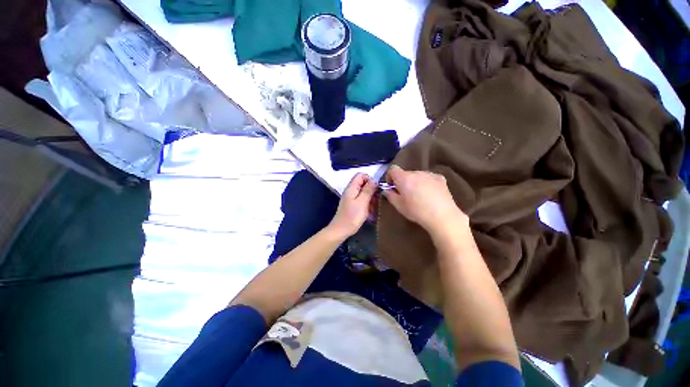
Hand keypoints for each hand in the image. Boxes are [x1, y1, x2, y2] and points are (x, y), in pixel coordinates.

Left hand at [327, 173, 376, 238]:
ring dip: (371, 198)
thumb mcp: (362, 202)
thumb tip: (374, 180)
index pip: (361, 175)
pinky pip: (362, 200)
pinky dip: (367, 204)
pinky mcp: (353, 205)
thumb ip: (368, 190)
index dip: (370, 179)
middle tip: (377, 199)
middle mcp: (351, 191)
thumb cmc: (352, 216)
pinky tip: (371, 211)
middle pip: (363, 184)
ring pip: (364, 193)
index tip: (376, 188)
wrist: (341, 230)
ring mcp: (351, 199)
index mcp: (352, 188)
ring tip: (375, 207)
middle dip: (372, 190)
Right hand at [383, 165, 467, 235]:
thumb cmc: (416, 211)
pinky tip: (430, 194)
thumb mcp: (398, 206)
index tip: (392, 187)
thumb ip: (390, 195)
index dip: (390, 177)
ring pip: (417, 175)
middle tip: (405, 194)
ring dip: (415, 182)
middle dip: (403, 181)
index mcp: (404, 178)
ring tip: (419, 195)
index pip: (393, 169)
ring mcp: (429, 174)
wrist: (442, 215)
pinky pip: (429, 178)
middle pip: (405, 173)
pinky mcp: (440, 178)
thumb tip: (387, 190)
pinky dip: (426, 183)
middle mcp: (416, 172)